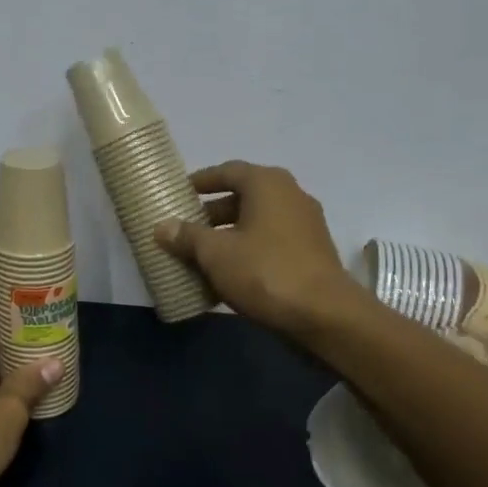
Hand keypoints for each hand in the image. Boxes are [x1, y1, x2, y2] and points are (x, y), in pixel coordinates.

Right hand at [153, 160, 364, 340]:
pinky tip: (228, 274)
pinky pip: (270, 242)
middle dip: (211, 213)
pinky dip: (248, 250)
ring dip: (228, 235)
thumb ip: (187, 236)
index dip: (200, 181)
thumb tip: (162, 226)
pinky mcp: (311, 252)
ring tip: (200, 254)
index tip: (177, 193)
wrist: (325, 315)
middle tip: (184, 228)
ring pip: (257, 222)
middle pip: (242, 196)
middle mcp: (290, 195)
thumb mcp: (215, 253)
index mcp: (267, 183)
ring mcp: (305, 224)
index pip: (227, 171)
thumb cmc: (265, 272)